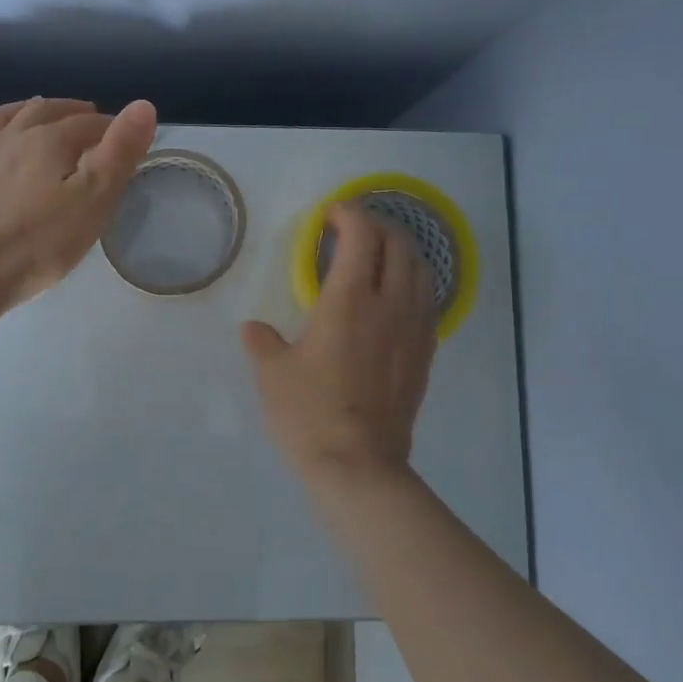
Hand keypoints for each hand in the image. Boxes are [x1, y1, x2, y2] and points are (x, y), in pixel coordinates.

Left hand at [0, 97, 156, 310]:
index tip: (128, 139)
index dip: (112, 127)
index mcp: (49, 138)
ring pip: (10, 117)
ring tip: (45, 112)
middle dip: (74, 112)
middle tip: (92, 120)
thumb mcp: (94, 199)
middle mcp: (13, 135)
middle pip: (48, 111)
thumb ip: (120, 151)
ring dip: (33, 109)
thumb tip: (143, 105)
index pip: (88, 122)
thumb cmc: (41, 241)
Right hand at [241, 203, 438, 484]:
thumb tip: (254, 330)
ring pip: (421, 270)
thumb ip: (263, 342)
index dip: (349, 214)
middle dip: (378, 225)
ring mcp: (413, 329)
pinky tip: (397, 295)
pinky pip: (428, 301)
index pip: (362, 235)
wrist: (360, 467)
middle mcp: (389, 305)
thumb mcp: (273, 374)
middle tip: (354, 229)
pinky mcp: (425, 354)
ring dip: (401, 250)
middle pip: (398, 244)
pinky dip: (414, 281)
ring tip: (380, 253)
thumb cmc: (310, 414)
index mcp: (349, 300)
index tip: (331, 215)